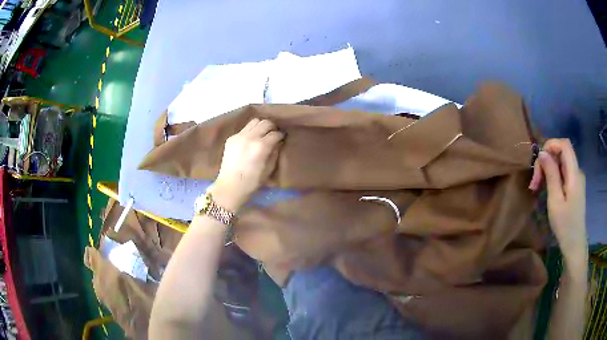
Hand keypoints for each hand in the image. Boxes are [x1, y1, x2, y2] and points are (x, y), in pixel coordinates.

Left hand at [210, 119, 283, 211]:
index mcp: (261, 146)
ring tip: (262, 134)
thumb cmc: (252, 182)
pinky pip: (244, 129)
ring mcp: (239, 136)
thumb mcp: (269, 169)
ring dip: (261, 126)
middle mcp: (250, 137)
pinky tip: (251, 140)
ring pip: (254, 121)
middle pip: (265, 122)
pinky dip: (250, 131)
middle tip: (273, 134)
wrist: (230, 186)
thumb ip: (275, 152)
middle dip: (272, 127)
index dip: (281, 135)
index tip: (282, 138)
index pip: (275, 133)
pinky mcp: (231, 138)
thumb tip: (278, 142)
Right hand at [529, 139, 586, 263]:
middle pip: (562, 153)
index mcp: (574, 173)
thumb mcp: (555, 201)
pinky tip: (546, 189)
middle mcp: (577, 171)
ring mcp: (577, 179)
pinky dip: (553, 176)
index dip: (551, 144)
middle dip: (547, 161)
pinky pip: (563, 173)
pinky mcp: (575, 187)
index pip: (564, 145)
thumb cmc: (565, 225)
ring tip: (537, 187)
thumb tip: (542, 153)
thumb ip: (551, 174)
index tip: (538, 159)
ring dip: (548, 170)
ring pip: (561, 163)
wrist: (574, 244)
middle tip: (534, 181)